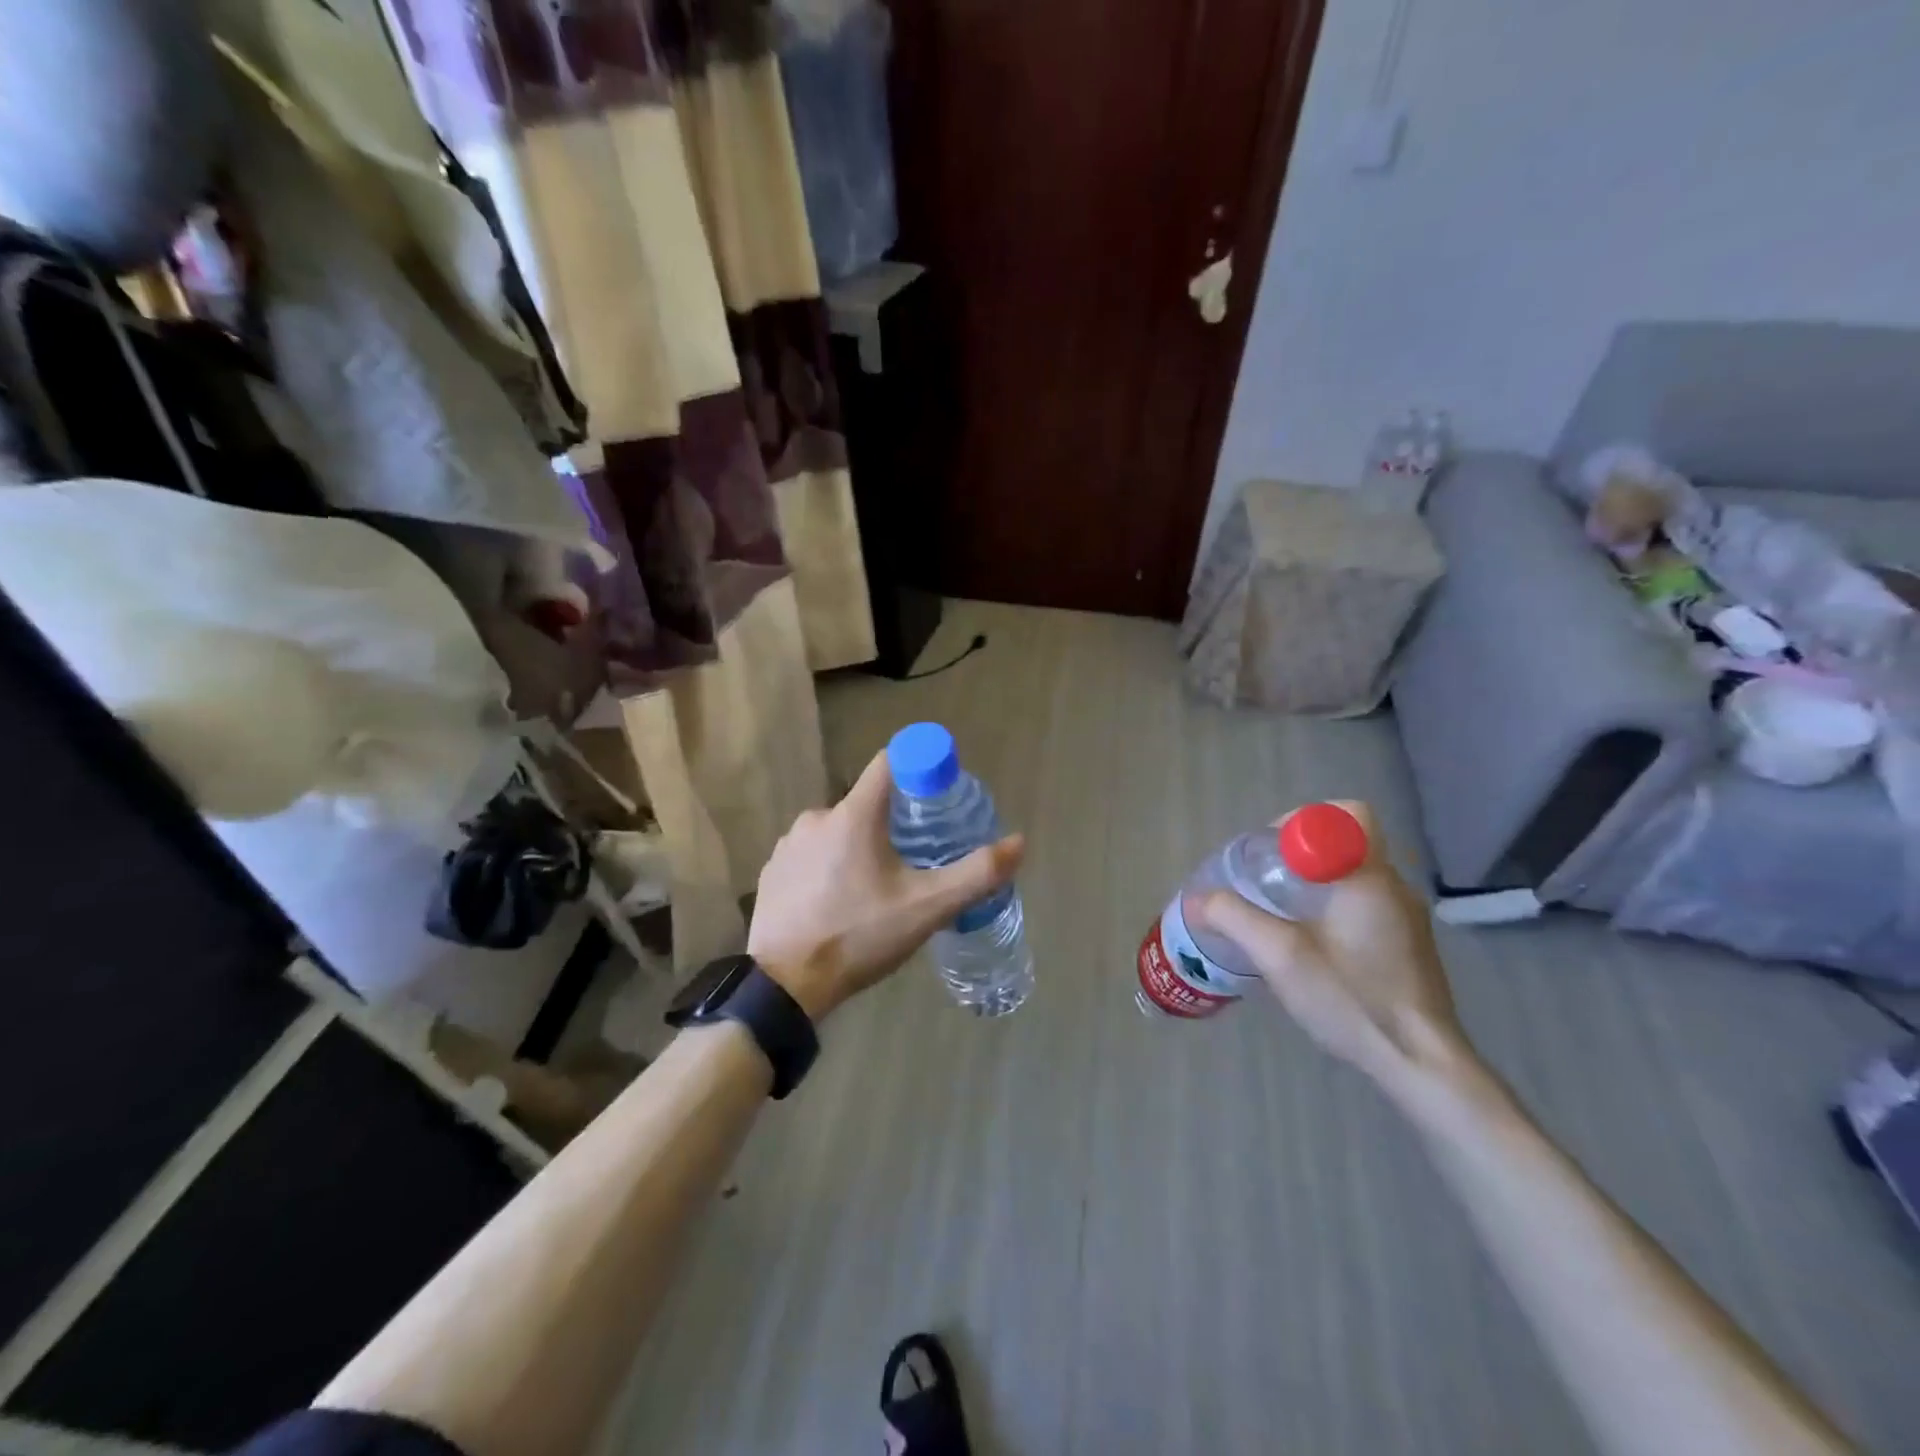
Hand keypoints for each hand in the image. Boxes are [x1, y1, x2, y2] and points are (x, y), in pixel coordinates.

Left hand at [747, 750, 1024, 1021]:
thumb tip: (1018, 843)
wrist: (785, 985)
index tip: (936, 794)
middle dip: (893, 822)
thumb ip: (976, 874)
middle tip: (913, 858)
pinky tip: (838, 902)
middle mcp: (817, 817)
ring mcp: (789, 844)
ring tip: (876, 888)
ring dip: (858, 847)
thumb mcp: (927, 908)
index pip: (890, 762)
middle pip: (867, 803)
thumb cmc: (859, 936)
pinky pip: (811, 854)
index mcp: (855, 814)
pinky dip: (829, 867)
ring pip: (838, 831)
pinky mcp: (773, 870)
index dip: (918, 768)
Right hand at [1192, 801, 1470, 1097]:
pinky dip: (1333, 907)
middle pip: (1348, 842)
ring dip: (1316, 881)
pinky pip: (1365, 903)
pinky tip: (1311, 946)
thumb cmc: (1352, 998)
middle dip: (1302, 851)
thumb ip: (1233, 918)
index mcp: (1369, 878)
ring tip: (1280, 914)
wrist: (1421, 1064)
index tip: (1271, 853)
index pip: (1348, 814)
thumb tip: (1197, 899)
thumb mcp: (1279, 956)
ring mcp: (1406, 919)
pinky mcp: (1408, 946)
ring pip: (1355, 875)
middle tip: (1266, 881)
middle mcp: (1394, 888)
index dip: (1304, 821)